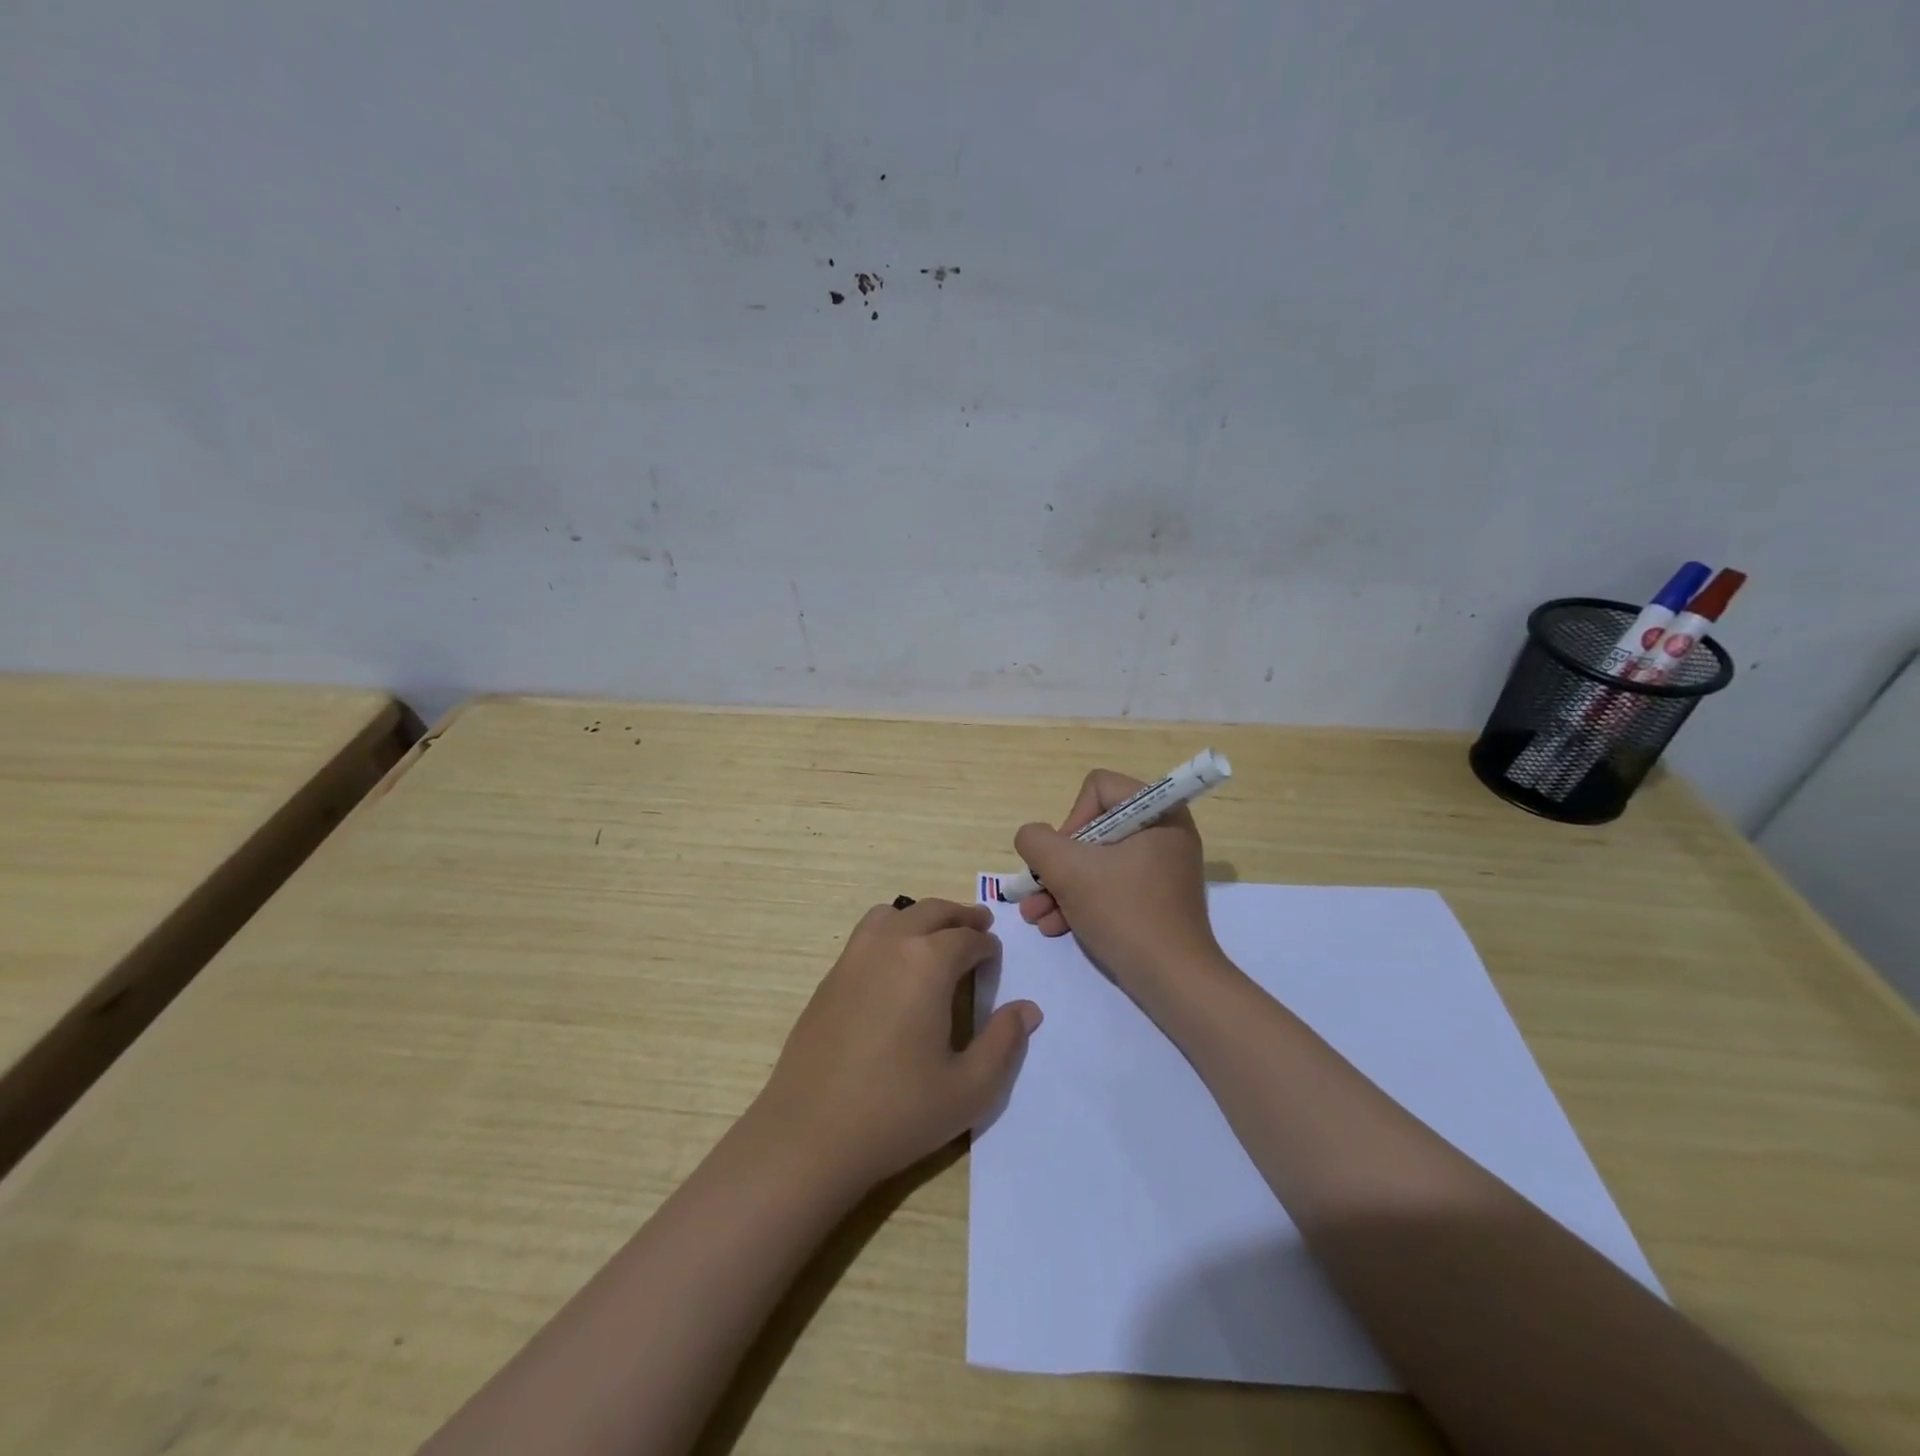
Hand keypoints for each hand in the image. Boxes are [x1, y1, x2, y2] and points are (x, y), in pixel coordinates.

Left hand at [752, 899, 1041, 1192]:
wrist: (810, 1135)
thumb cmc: (898, 1112)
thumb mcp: (969, 1088)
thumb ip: (1004, 1042)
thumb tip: (1028, 1009)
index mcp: (928, 962)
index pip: (967, 937)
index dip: (987, 945)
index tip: (995, 958)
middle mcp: (890, 945)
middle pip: (932, 911)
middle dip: (960, 916)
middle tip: (978, 926)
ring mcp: (853, 957)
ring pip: (894, 913)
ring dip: (922, 917)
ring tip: (937, 938)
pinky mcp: (829, 978)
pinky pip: (867, 934)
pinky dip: (891, 931)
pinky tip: (896, 967)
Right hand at [1013, 770, 1221, 995]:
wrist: (1174, 981)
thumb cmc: (1124, 913)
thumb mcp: (1068, 871)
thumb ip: (1037, 841)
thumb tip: (1033, 838)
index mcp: (1158, 812)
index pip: (1098, 788)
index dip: (1070, 819)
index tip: (1063, 858)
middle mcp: (1164, 831)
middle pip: (1093, 828)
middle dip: (1057, 863)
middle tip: (1036, 890)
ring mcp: (1162, 866)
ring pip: (1097, 861)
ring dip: (1061, 886)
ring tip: (1035, 916)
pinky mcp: (1157, 896)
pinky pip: (1111, 884)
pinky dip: (1082, 901)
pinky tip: (1055, 926)